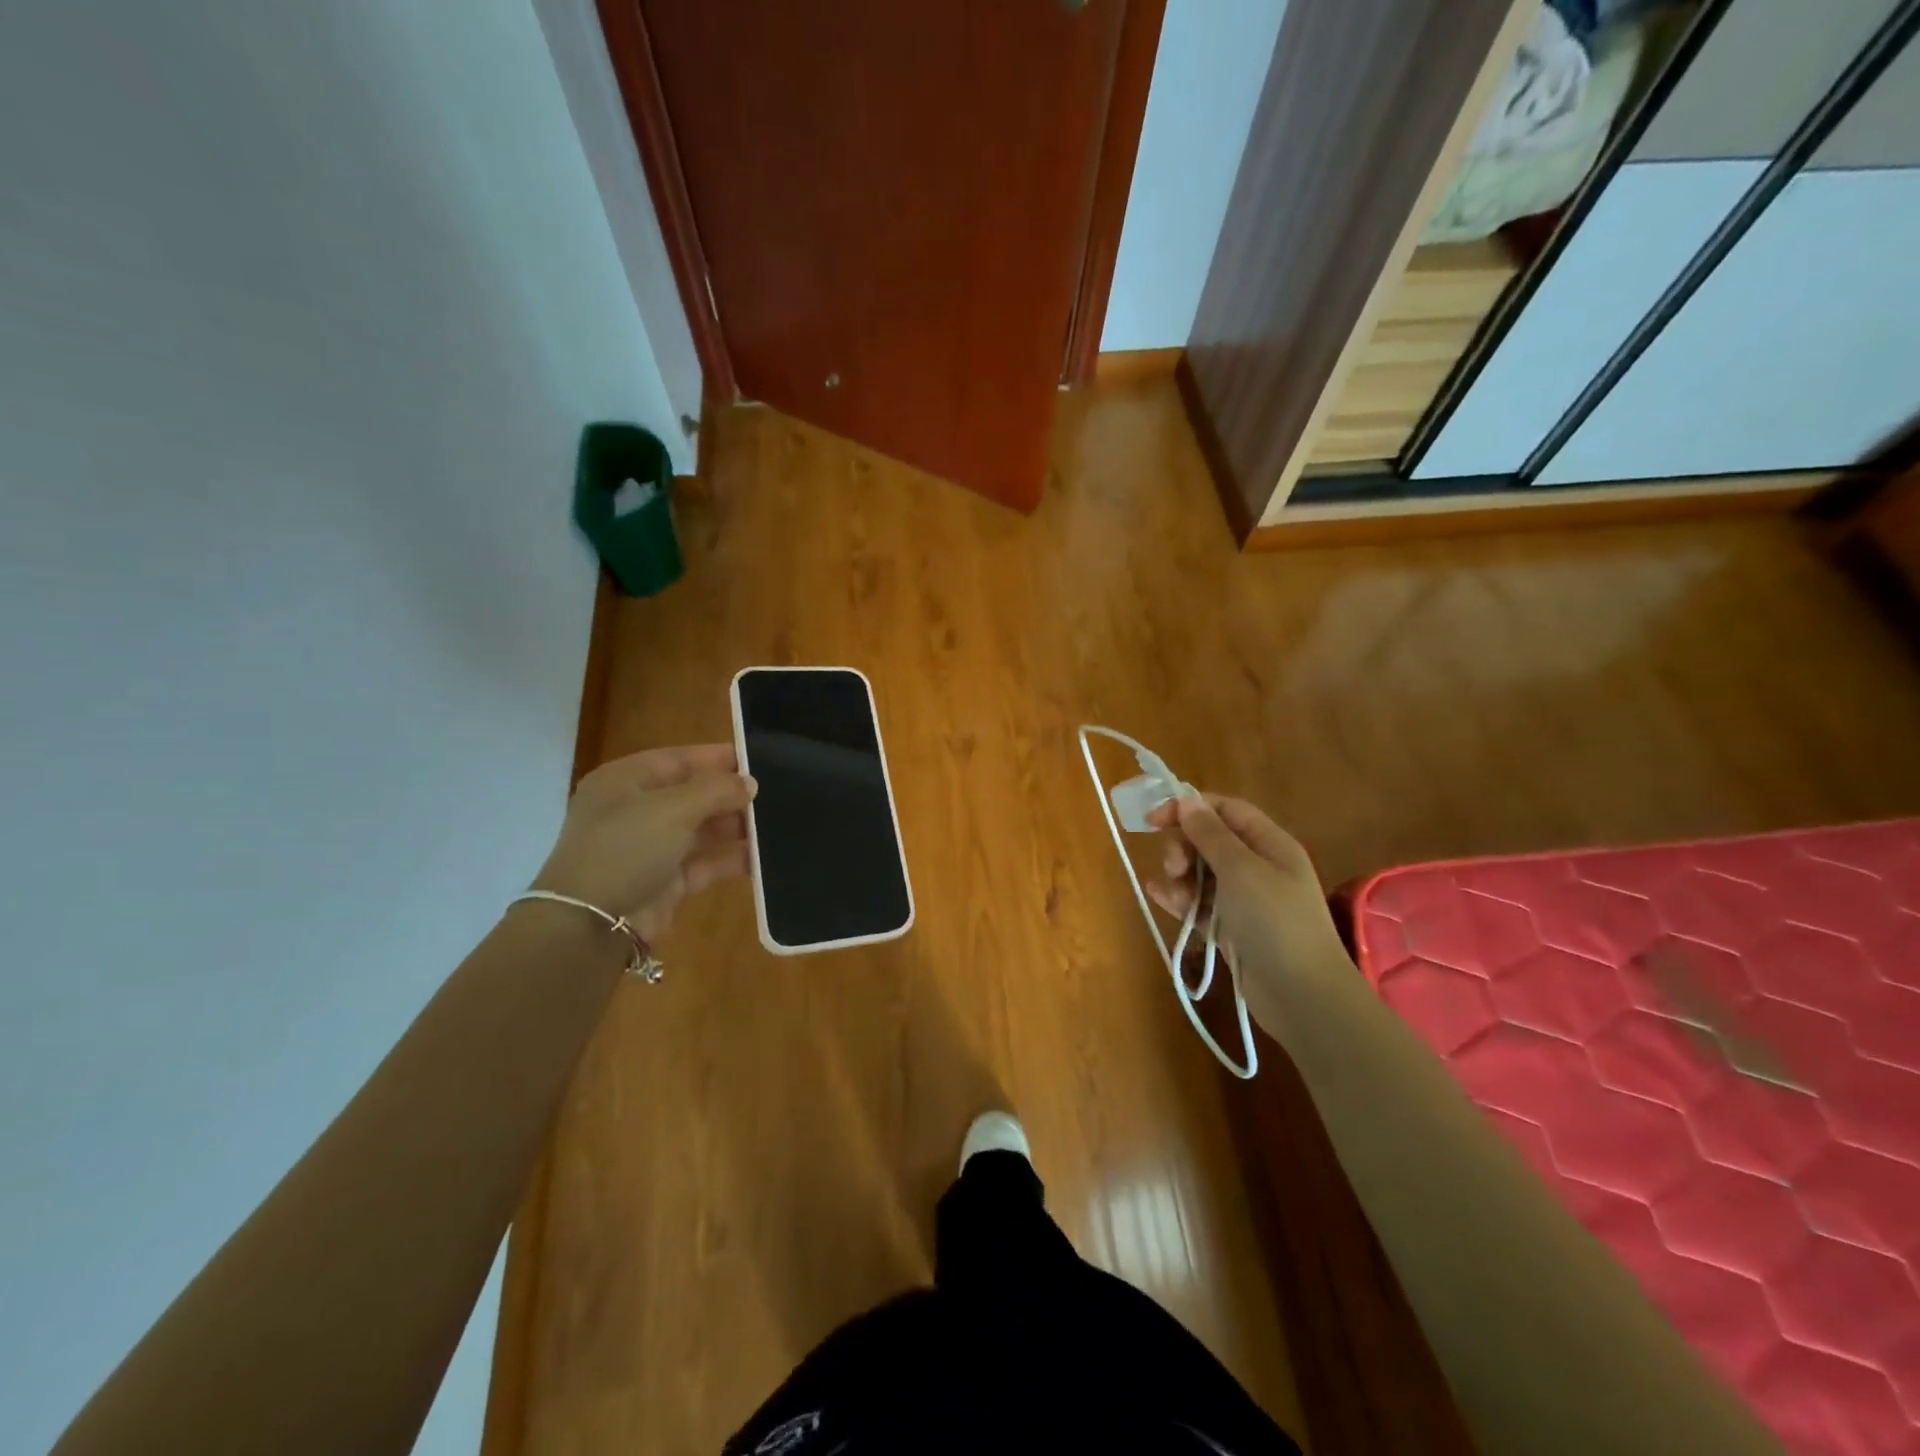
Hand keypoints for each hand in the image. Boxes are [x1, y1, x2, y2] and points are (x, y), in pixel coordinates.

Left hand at [531, 744, 756, 940]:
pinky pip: (706, 862)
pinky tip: (763, 855)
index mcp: (626, 781)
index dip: (717, 758)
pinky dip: (732, 858)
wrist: (591, 924)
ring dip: (736, 826)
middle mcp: (637, 810)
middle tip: (778, 792)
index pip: (679, 759)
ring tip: (778, 822)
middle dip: (731, 795)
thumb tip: (750, 783)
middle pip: (693, 794)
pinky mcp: (667, 881)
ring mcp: (651, 847)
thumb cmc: (626, 848)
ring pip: (703, 829)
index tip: (759, 759)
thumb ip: (717, 790)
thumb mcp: (673, 808)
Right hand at [1145, 794, 1345, 979]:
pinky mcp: (1232, 928)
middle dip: (1184, 846)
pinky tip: (1158, 896)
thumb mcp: (1241, 870)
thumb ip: (1210, 834)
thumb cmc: (1275, 922)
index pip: (1225, 810)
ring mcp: (1245, 900)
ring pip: (1201, 873)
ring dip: (1180, 875)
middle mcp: (1258, 866)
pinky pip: (1200, 904)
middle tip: (1173, 866)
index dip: (1189, 808)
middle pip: (1210, 840)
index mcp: (1269, 844)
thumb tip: (1187, 800)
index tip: (1153, 820)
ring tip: (1171, 891)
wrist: (1302, 995)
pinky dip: (1180, 898)